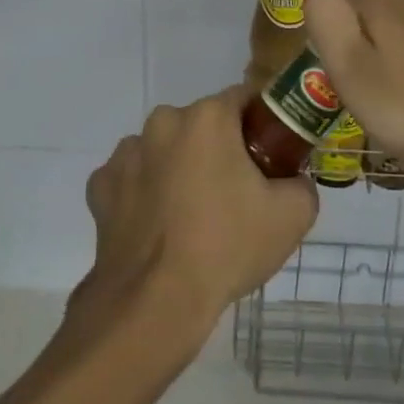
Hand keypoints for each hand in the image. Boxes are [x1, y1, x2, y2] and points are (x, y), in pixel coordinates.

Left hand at [75, 86, 317, 350]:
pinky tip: (158, 227)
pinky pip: (134, 179)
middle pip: (203, 125)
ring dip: (179, 169)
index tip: (272, 156)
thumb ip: (302, 184)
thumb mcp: (293, 216)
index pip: (245, 99)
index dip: (263, 124)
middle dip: (220, 149)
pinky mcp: (101, 186)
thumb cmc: (226, 247)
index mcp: (207, 117)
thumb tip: (293, 181)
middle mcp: (163, 122)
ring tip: (193, 216)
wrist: (155, 304)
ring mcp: (126, 154)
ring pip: (165, 150)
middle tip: (237, 192)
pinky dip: (146, 193)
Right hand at [305, 0, 403, 180]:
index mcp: (380, 3)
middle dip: (360, 49)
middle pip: (369, 19)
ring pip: (402, 36)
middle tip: (361, 96)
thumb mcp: (351, 69)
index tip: (334, 78)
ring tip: (394, 103)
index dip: (328, 41)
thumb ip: (327, 23)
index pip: (335, 6)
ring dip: (392, 61)